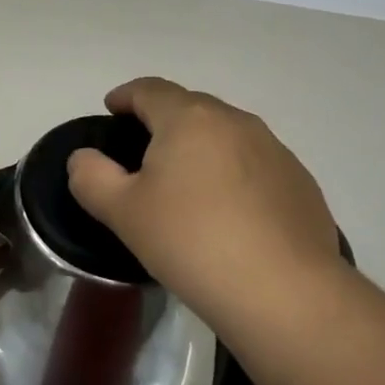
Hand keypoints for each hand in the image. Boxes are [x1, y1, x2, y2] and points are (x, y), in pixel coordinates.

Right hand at [67, 78, 346, 329]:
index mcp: (188, 118)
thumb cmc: (192, 242)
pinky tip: (230, 213)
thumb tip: (84, 159)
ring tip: (188, 183)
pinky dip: (235, 174)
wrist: (287, 294)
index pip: (150, 89)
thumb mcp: (124, 213)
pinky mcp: (300, 182)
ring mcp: (274, 150)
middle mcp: (234, 121)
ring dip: (202, 147)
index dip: (126, 95)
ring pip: (226, 134)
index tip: (111, 109)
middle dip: (164, 121)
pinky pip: (255, 164)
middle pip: (190, 107)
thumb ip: (92, 177)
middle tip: (144, 151)